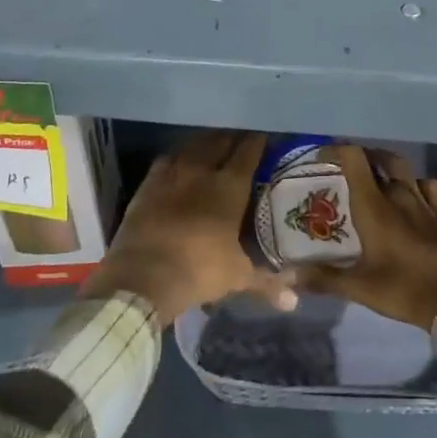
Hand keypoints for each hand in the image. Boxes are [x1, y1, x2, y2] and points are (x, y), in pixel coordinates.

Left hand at [82, 130, 297, 324]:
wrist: (142, 277)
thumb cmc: (199, 271)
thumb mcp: (237, 277)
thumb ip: (267, 282)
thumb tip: (293, 301)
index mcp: (230, 186)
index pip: (249, 151)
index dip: (259, 140)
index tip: (266, 136)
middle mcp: (202, 171)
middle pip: (221, 141)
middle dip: (233, 137)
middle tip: (243, 139)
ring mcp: (172, 174)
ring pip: (193, 145)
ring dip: (206, 142)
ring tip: (214, 144)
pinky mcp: (148, 184)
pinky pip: (167, 159)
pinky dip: (178, 156)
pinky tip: (181, 161)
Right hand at [295, 146, 436, 329]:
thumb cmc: (404, 289)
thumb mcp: (359, 287)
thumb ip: (323, 278)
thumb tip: (288, 275)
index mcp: (375, 206)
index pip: (355, 160)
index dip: (337, 151)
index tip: (323, 157)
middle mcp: (399, 195)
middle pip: (382, 158)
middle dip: (364, 156)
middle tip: (349, 168)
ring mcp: (424, 203)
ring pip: (406, 169)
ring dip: (389, 166)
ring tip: (377, 176)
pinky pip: (430, 187)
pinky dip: (418, 184)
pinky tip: (413, 194)